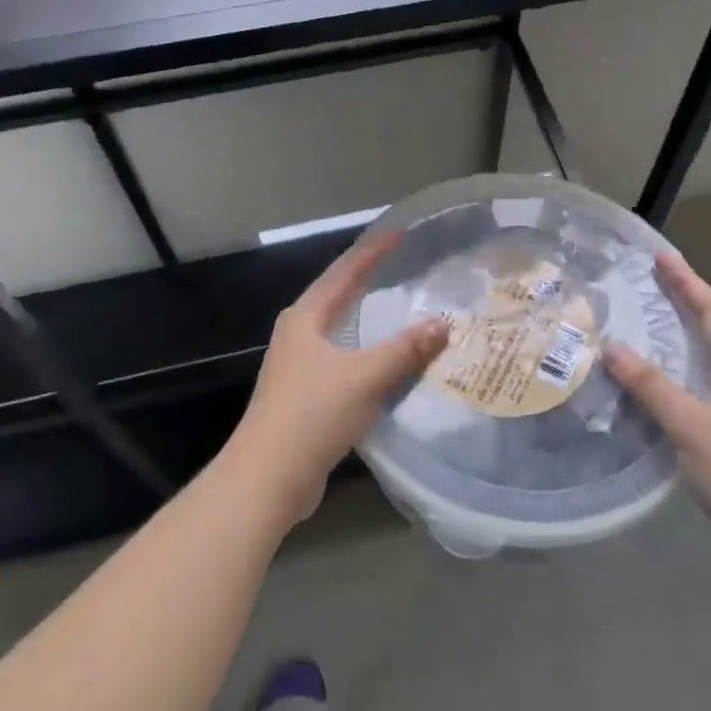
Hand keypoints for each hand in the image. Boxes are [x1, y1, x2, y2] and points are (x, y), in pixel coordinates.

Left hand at [226, 234, 448, 526]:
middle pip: (338, 295)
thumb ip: (405, 350)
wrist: (268, 477)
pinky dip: (366, 351)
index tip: (400, 234)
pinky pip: (343, 359)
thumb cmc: (313, 414)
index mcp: (305, 317)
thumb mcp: (365, 377)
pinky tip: (386, 360)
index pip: (344, 272)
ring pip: (340, 329)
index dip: (373, 251)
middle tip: (403, 266)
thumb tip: (442, 324)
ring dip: (368, 318)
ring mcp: (298, 365)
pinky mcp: (304, 394)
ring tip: (400, 307)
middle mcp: (298, 333)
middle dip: (368, 279)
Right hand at [607, 254, 710, 590]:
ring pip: (700, 368)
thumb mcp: (693, 425)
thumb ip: (652, 386)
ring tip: (635, 333)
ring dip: (671, 347)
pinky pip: (693, 400)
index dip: (688, 282)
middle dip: (679, 307)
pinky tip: (643, 395)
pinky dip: (667, 387)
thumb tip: (612, 346)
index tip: (661, 257)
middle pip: (710, 334)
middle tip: (643, 287)